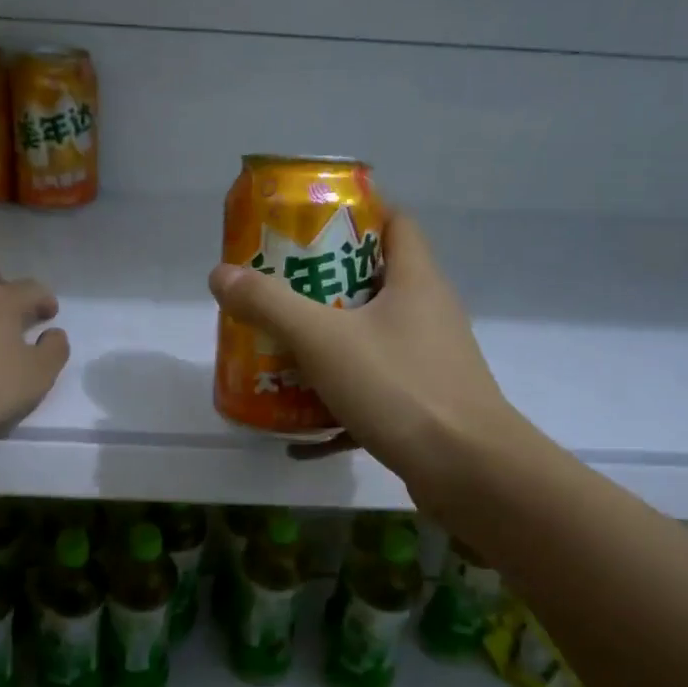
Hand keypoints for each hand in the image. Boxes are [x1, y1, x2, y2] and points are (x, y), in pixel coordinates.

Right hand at [207, 213, 520, 494]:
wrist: (467, 470)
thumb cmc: (398, 387)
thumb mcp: (323, 340)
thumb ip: (269, 305)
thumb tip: (220, 275)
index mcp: (416, 281)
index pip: (394, 222)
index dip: (354, 216)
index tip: (308, 227)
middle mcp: (428, 315)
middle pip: (375, 284)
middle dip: (323, 289)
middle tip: (278, 296)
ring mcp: (429, 364)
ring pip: (371, 343)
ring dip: (327, 351)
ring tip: (281, 360)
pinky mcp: (424, 407)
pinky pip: (372, 396)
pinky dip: (337, 410)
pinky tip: (300, 435)